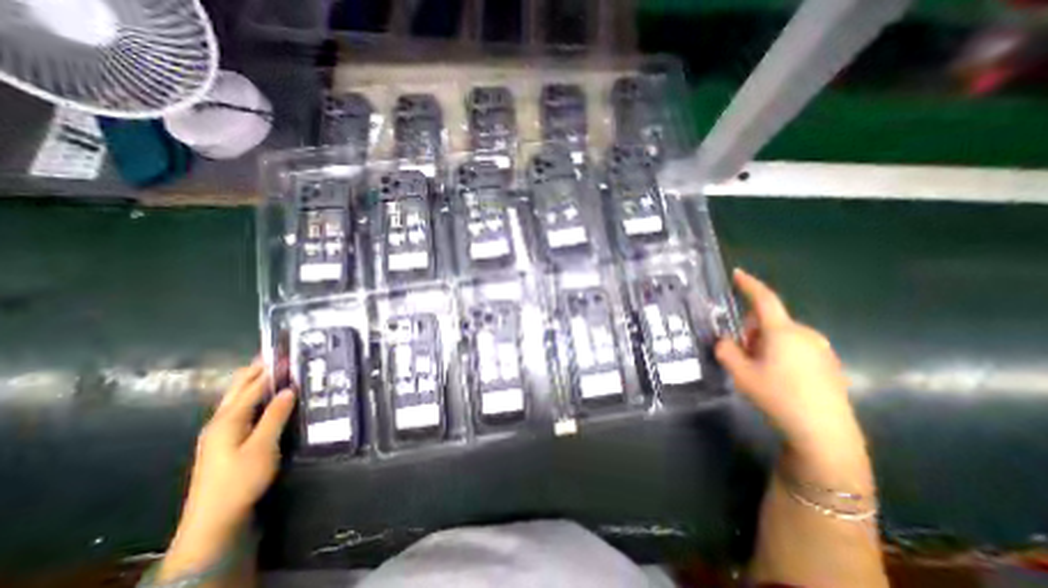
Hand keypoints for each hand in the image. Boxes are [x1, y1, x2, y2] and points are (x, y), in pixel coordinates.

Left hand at [162, 360, 296, 581]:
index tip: (288, 354)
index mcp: (228, 420)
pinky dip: (252, 395)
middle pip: (238, 388)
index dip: (271, 370)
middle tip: (277, 354)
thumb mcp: (263, 446)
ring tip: (272, 368)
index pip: (253, 387)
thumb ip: (275, 415)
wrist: (213, 519)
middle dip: (256, 369)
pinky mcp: (224, 441)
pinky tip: (263, 396)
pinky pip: (239, 408)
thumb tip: (289, 389)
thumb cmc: (241, 479)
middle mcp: (219, 421)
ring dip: (253, 380)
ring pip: (236, 397)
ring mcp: (218, 432)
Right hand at [716, 268, 873, 484]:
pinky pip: (796, 346)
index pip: (763, 299)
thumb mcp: (741, 373)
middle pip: (769, 321)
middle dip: (751, 332)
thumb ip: (726, 350)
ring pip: (782, 335)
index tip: (737, 274)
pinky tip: (782, 379)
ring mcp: (820, 348)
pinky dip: (781, 353)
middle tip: (743, 356)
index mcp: (783, 332)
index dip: (749, 285)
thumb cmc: (778, 397)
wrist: (825, 433)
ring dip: (765, 344)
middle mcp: (805, 333)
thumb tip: (725, 340)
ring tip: (762, 371)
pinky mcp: (829, 362)